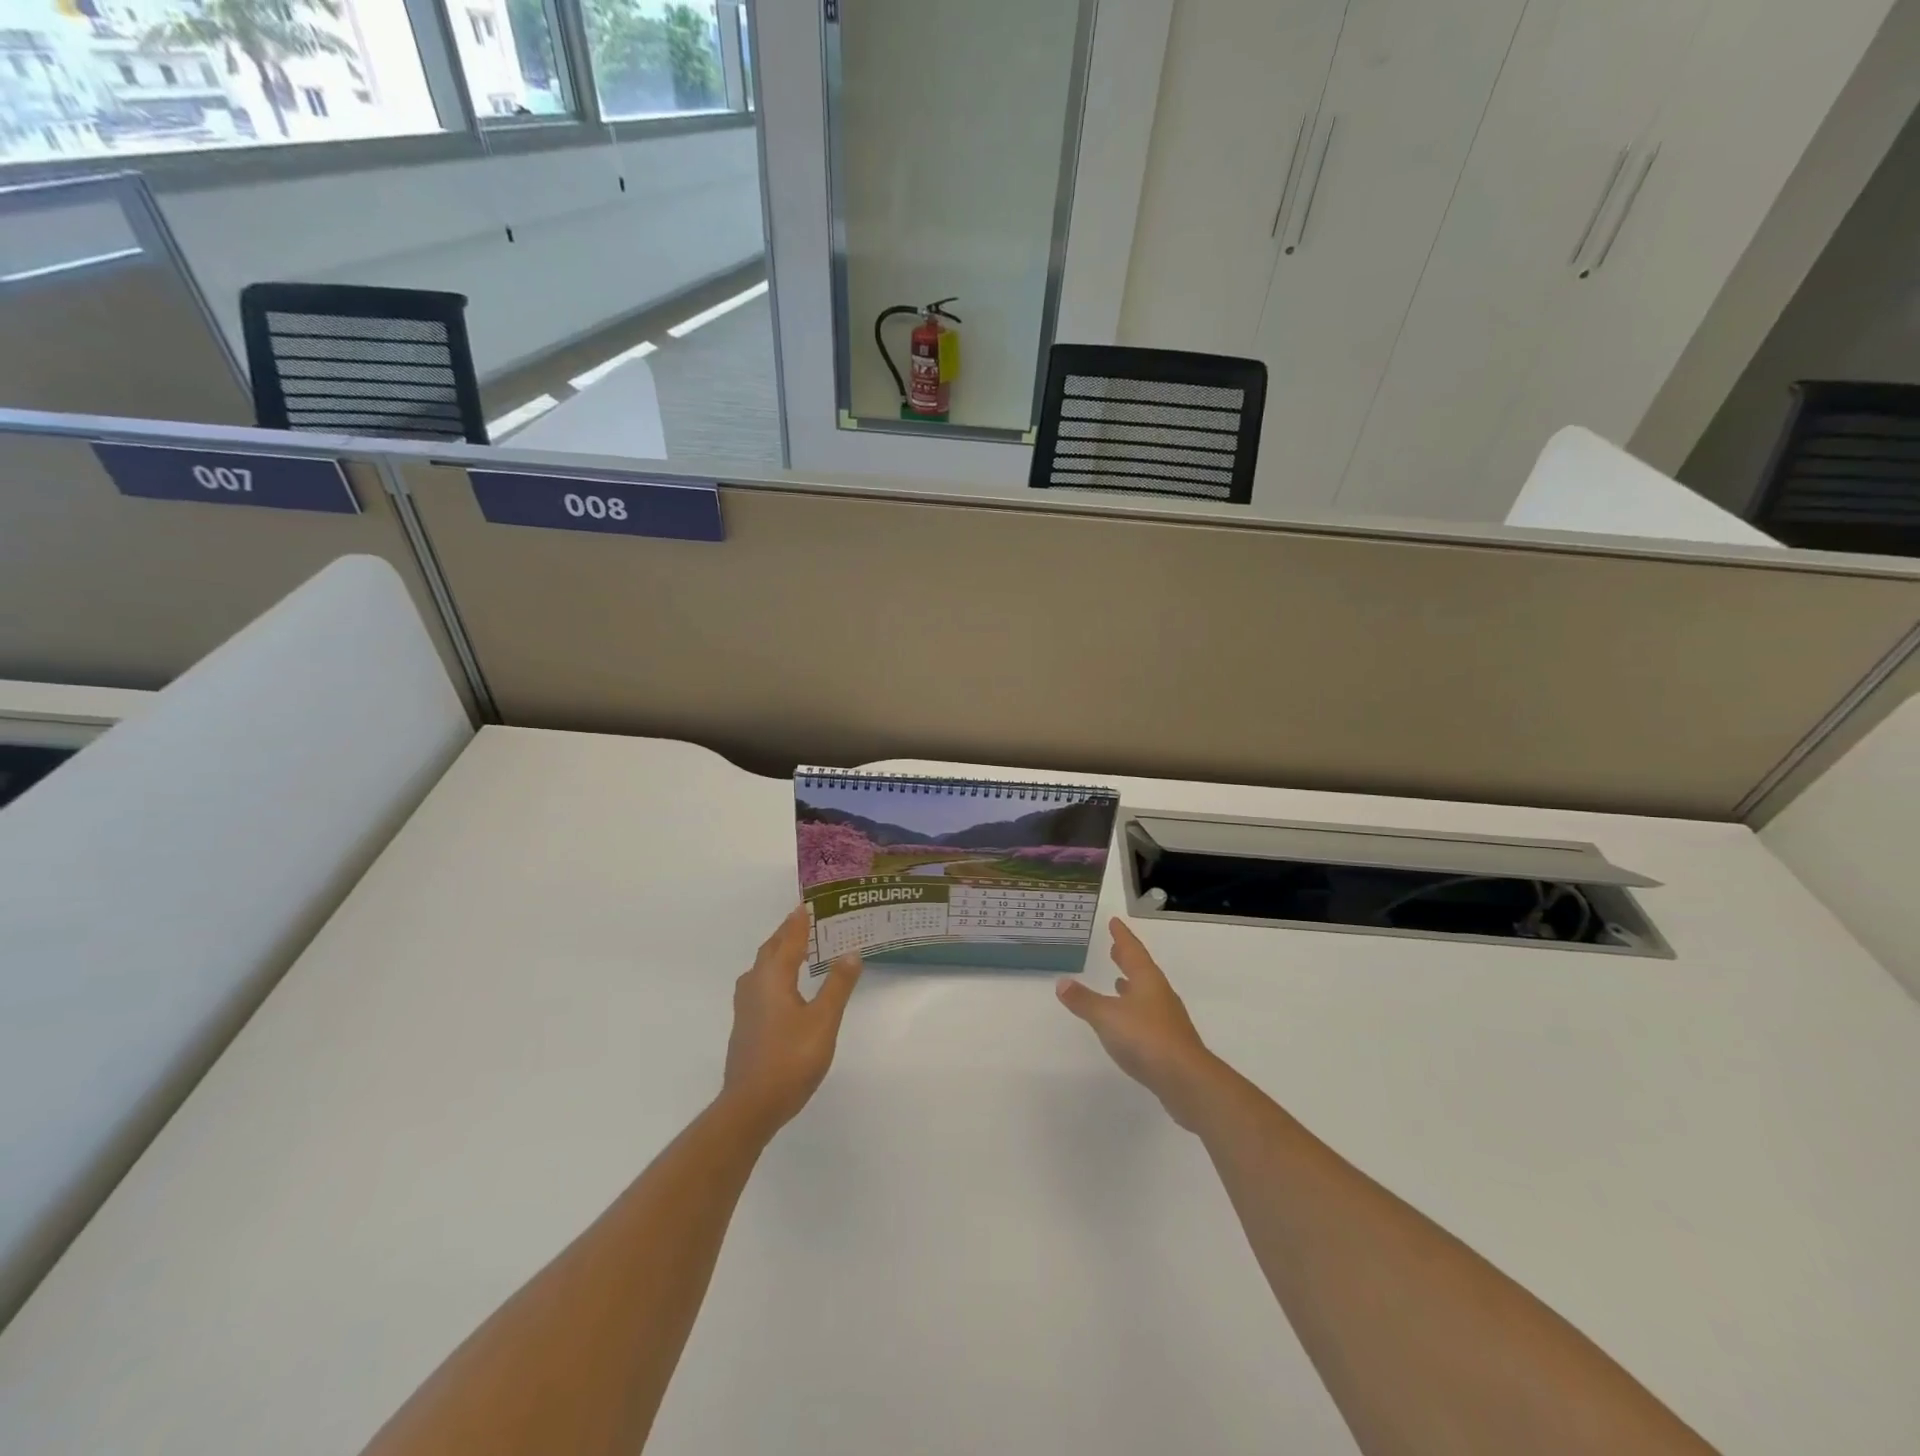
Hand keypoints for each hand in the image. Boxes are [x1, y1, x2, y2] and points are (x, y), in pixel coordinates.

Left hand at [721, 907, 862, 1138]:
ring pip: (762, 968)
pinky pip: (760, 984)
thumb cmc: (790, 1059)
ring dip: (778, 953)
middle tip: (806, 921)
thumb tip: (851, 952)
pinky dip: (774, 973)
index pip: (788, 940)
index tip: (807, 904)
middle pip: (771, 950)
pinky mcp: (745, 1026)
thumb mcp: (823, 1021)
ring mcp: (746, 1007)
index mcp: (773, 978)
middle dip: (787, 933)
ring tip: (797, 949)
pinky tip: (784, 987)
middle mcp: (755, 985)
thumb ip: (838, 985)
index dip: (799, 922)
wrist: (750, 1106)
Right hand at [1057, 919, 1218, 1128]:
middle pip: (1142, 969)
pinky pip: (1147, 1014)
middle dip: (1127, 958)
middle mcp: (1159, 994)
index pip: (1133, 950)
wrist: (1186, 1080)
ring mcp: (1167, 1018)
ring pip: (1146, 992)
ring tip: (1118, 980)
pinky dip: (1134, 1008)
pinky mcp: (1168, 1041)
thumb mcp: (1106, 1016)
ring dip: (1131, 984)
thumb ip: (1084, 1000)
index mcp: (1147, 980)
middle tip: (1115, 947)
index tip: (1115, 922)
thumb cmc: (1145, 1038)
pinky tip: (1128, 1019)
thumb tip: (1062, 982)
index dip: (1122, 936)